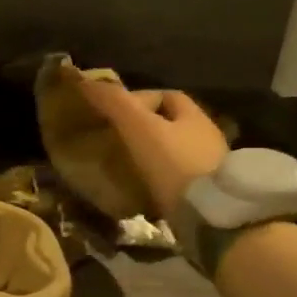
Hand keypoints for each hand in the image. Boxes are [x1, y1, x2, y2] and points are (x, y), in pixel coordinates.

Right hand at [77, 76, 227, 219]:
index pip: (166, 96)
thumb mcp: (140, 128)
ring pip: (174, 151)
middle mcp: (206, 137)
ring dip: (151, 155)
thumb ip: (115, 104)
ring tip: (124, 166)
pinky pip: (177, 177)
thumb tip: (85, 81)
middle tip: (115, 141)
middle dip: (144, 128)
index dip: (139, 99)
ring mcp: (209, 166)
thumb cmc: (175, 164)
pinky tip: (142, 188)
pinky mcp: (206, 193)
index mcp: (193, 116)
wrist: (211, 215)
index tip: (113, 114)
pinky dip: (159, 178)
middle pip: (171, 124)